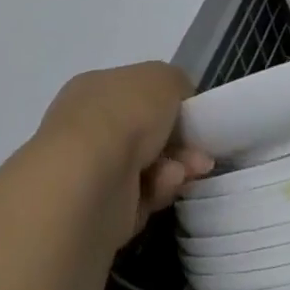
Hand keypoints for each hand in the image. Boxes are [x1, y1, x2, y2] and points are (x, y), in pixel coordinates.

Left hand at [38, 62, 213, 237]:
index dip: (167, 102)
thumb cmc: (125, 115)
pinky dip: (158, 191)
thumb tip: (178, 101)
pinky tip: (166, 186)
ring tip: (191, 170)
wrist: (90, 180)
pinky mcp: (99, 211)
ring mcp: (90, 171)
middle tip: (202, 150)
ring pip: (146, 166)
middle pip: (144, 133)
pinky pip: (140, 198)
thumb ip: (176, 84)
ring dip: (174, 167)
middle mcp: (87, 128)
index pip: (134, 93)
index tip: (193, 115)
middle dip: (178, 141)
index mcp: (95, 89)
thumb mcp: (163, 78)